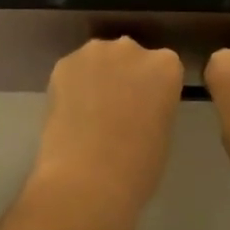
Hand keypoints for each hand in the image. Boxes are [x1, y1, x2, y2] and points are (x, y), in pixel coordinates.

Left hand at [29, 37, 183, 218]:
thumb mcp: (162, 132)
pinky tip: (69, 113)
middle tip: (117, 109)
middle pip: (130, 56)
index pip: (163, 67)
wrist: (87, 179)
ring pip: (99, 60)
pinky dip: (72, 86)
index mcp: (165, 66)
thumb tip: (137, 105)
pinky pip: (73, 71)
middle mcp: (131, 49)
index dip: (153, 88)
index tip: (146, 108)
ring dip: (97, 77)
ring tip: (89, 112)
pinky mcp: (63, 63)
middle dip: (125, 76)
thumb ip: (154, 105)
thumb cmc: (137, 166)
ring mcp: (95, 52)